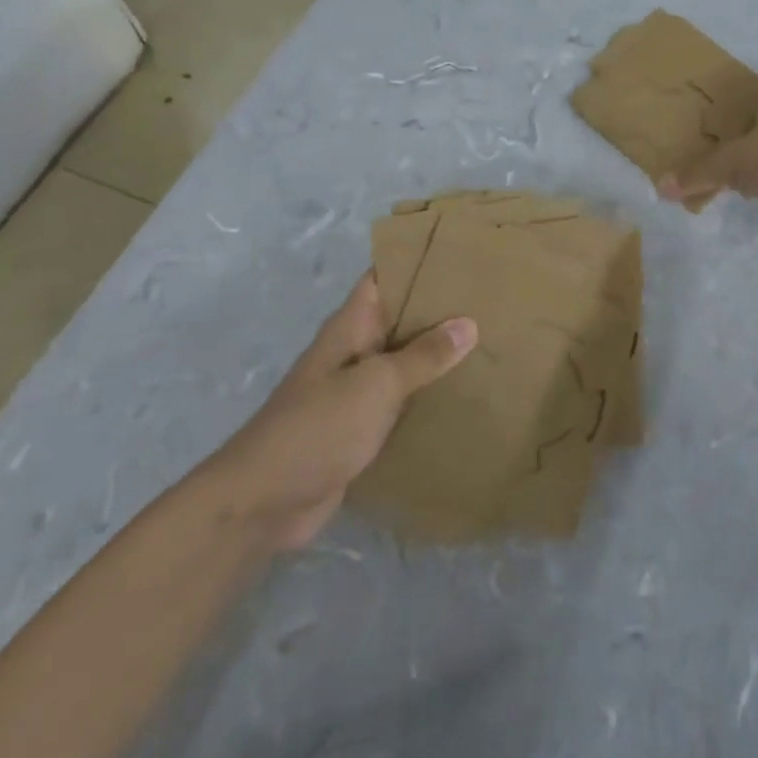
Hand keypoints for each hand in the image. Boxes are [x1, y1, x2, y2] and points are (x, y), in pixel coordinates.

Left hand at [217, 273, 475, 548]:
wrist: (264, 503)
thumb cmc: (318, 429)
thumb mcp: (376, 385)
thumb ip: (423, 356)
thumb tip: (468, 323)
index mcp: (350, 328)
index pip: (384, 277)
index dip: (417, 261)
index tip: (462, 254)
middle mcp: (354, 352)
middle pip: (400, 318)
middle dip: (440, 308)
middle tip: (492, 299)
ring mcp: (357, 391)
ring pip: (405, 360)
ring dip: (439, 354)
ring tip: (491, 340)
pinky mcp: (362, 427)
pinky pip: (403, 400)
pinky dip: (429, 394)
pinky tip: (465, 393)